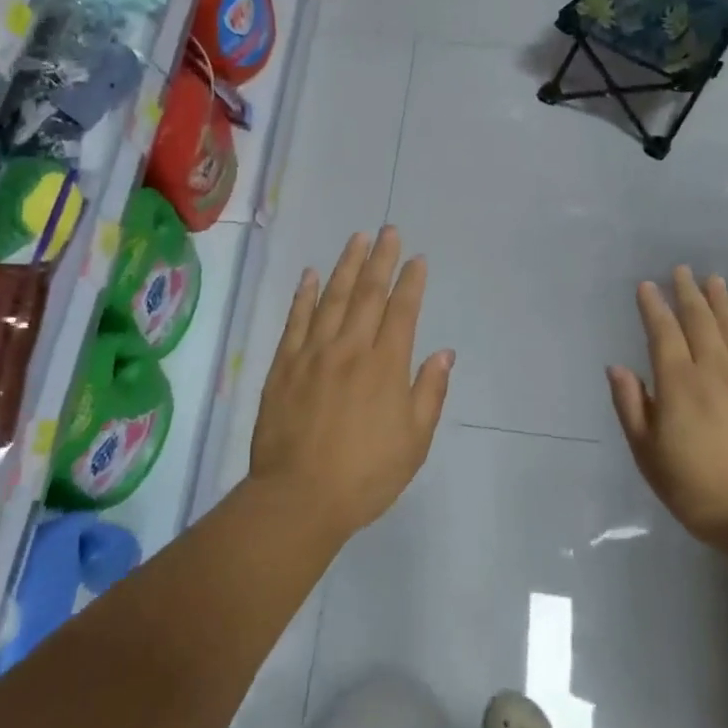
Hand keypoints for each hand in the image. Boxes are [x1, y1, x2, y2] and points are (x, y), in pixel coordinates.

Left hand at [248, 227, 454, 538]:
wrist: (299, 497)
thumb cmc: (366, 475)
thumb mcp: (414, 442)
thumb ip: (430, 393)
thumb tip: (444, 353)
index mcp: (386, 366)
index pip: (402, 311)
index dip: (411, 282)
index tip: (417, 259)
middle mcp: (350, 349)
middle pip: (368, 294)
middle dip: (381, 259)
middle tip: (388, 230)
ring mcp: (313, 354)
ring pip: (332, 298)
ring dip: (346, 266)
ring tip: (357, 239)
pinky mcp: (284, 366)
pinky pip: (295, 321)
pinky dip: (303, 295)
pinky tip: (310, 275)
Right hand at [607, 267, 727, 547]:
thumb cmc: (701, 490)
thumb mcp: (649, 456)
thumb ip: (631, 407)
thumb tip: (616, 367)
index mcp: (678, 384)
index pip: (662, 333)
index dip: (652, 307)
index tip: (646, 286)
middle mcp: (715, 369)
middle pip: (699, 320)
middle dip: (687, 293)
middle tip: (681, 270)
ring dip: (721, 300)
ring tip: (713, 280)